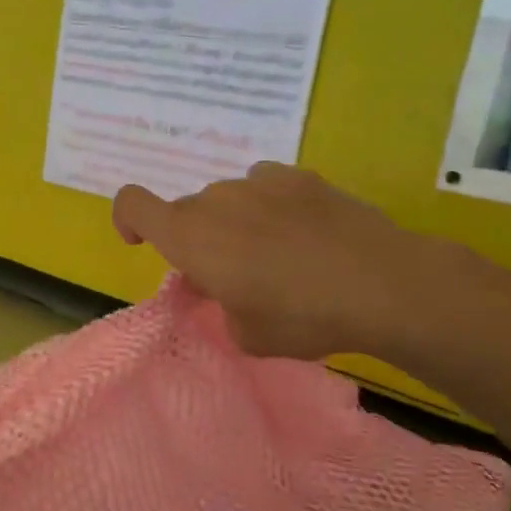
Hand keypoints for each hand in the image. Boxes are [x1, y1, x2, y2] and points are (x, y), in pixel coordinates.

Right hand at [112, 163, 434, 361]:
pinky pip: (266, 187)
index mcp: (189, 236)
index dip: (127, 220)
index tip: (142, 243)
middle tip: (232, 277)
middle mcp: (215, 200)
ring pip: (228, 200)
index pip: (132, 204)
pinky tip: (303, 232)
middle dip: (196, 240)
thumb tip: (222, 285)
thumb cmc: (300, 316)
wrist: (382, 284)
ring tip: (276, 255)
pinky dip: (270, 206)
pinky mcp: (300, 177)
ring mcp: (259, 182)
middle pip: (187, 212)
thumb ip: (220, 305)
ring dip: (234, 223)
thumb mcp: (246, 333)